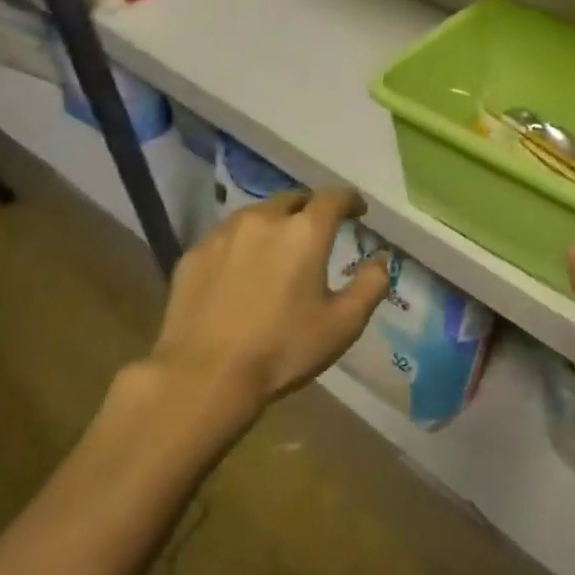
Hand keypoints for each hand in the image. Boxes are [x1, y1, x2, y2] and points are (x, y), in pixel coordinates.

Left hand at [143, 187, 389, 447]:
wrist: (203, 377)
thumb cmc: (283, 348)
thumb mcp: (344, 324)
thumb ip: (371, 284)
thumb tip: (380, 259)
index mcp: (305, 231)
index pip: (334, 197)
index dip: (350, 200)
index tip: (358, 212)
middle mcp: (264, 220)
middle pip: (293, 200)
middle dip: (310, 210)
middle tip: (318, 233)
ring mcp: (223, 234)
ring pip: (257, 215)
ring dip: (275, 224)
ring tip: (278, 249)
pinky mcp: (193, 255)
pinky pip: (226, 237)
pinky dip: (243, 244)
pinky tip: (242, 271)